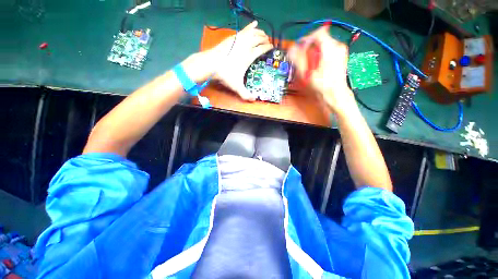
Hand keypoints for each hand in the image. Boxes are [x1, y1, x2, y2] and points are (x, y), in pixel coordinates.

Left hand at [209, 21, 272, 100]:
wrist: (210, 64)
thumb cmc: (225, 74)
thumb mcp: (236, 86)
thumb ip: (245, 94)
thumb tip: (254, 100)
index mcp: (249, 56)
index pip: (262, 49)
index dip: (268, 47)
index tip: (271, 47)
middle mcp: (246, 46)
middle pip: (259, 39)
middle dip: (265, 39)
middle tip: (268, 41)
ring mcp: (238, 40)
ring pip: (253, 33)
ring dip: (260, 33)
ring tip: (263, 34)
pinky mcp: (232, 37)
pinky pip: (244, 29)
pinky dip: (250, 26)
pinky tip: (254, 23)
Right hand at [288, 26, 355, 114]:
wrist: (335, 95)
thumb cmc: (322, 85)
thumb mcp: (307, 73)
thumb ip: (298, 59)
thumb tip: (291, 49)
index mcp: (330, 48)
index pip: (317, 33)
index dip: (306, 39)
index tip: (299, 48)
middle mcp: (338, 46)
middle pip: (320, 39)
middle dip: (309, 48)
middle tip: (302, 59)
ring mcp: (341, 52)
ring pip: (324, 45)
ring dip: (314, 52)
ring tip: (309, 64)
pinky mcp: (341, 57)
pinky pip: (328, 51)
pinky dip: (320, 55)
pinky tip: (316, 66)